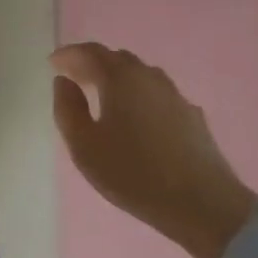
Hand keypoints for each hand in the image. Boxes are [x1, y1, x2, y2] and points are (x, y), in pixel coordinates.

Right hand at [50, 43, 256, 257]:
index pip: (91, 52)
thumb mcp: (84, 146)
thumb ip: (67, 108)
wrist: (204, 205)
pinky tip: (135, 117)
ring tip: (102, 95)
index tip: (53, 63)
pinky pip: (156, 94)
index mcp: (121, 78)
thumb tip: (64, 82)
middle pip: (117, 59)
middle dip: (93, 63)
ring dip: (117, 78)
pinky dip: (138, 95)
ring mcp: (175, 96)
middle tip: (74, 77)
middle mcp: (149, 77)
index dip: (69, 54)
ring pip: (140, 75)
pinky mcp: (192, 117)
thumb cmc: (134, 173)